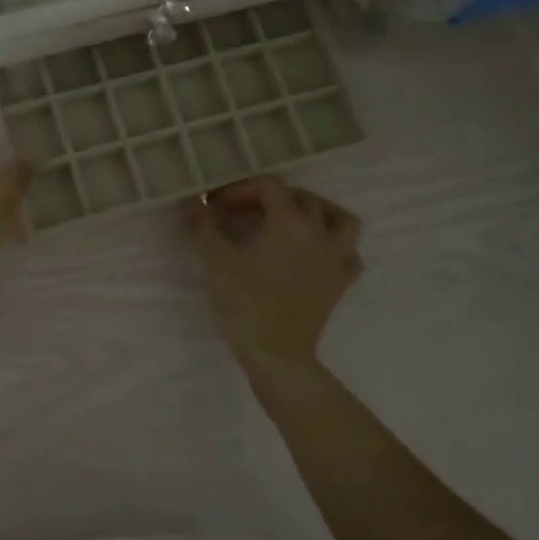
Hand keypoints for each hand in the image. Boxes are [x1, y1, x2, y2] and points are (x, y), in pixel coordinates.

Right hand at [185, 176, 361, 364]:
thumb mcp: (216, 261)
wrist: (277, 352)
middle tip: (243, 211)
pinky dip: (334, 245)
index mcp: (289, 222)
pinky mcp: (341, 282)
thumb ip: (202, 226)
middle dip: (271, 197)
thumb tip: (189, 202)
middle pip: (301, 198)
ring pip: (339, 219)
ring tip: (292, 219)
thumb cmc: (245, 302)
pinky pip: (348, 252)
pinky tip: (315, 252)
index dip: (241, 189)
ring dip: (317, 211)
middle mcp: (319, 233)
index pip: (269, 187)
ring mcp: (336, 258)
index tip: (218, 204)